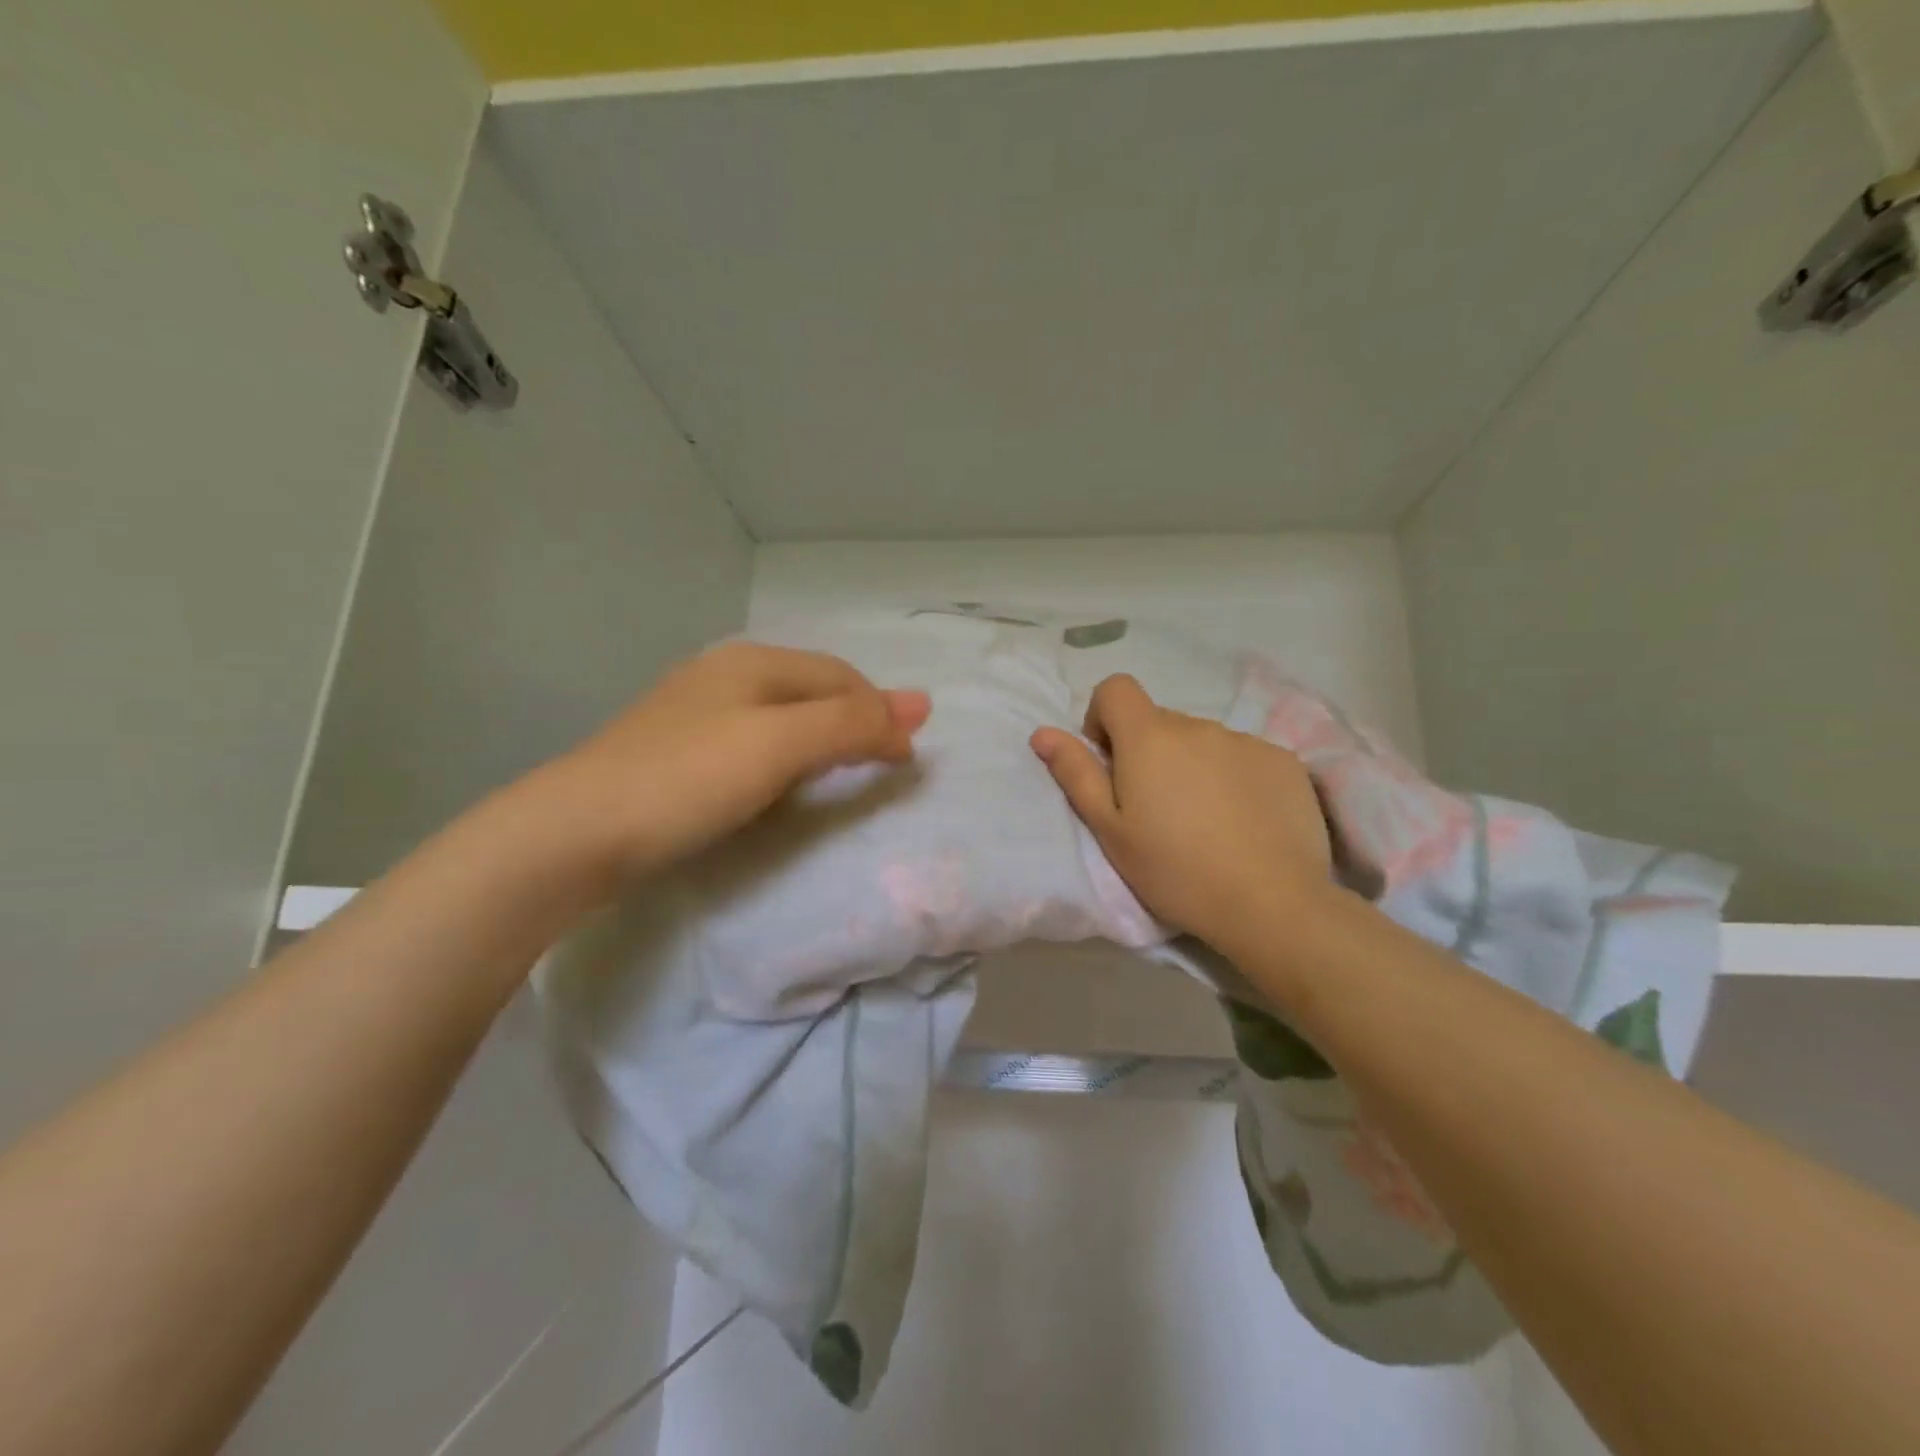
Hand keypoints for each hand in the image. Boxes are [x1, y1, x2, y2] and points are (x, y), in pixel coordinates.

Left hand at [542, 642, 929, 882]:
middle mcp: (725, 674)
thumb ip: (851, 725)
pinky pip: (753, 741)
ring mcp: (695, 711)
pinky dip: (786, 757)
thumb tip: (921, 706)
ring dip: (823, 738)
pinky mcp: (676, 751)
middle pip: (812, 690)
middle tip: (884, 761)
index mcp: (753, 662)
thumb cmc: (690, 779)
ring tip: (845, 770)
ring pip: (782, 715)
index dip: (880, 711)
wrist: (577, 832)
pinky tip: (782, 780)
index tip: (907, 758)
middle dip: (855, 720)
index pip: (841, 677)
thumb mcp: (782, 745)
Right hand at [1030, 674, 1332, 947]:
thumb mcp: (1110, 830)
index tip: (1110, 763)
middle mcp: (1198, 725)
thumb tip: (1042, 732)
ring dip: (1191, 765)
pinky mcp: (1284, 761)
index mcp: (1149, 737)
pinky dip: (1232, 777)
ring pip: (1202, 741)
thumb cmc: (1174, 870)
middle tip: (1155, 809)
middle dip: (1147, 752)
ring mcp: (1246, 740)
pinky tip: (1242, 822)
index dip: (1104, 718)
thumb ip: (1076, 774)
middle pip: (1159, 722)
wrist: (1270, 902)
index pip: (1116, 689)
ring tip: (1203, 821)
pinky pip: (1242, 756)